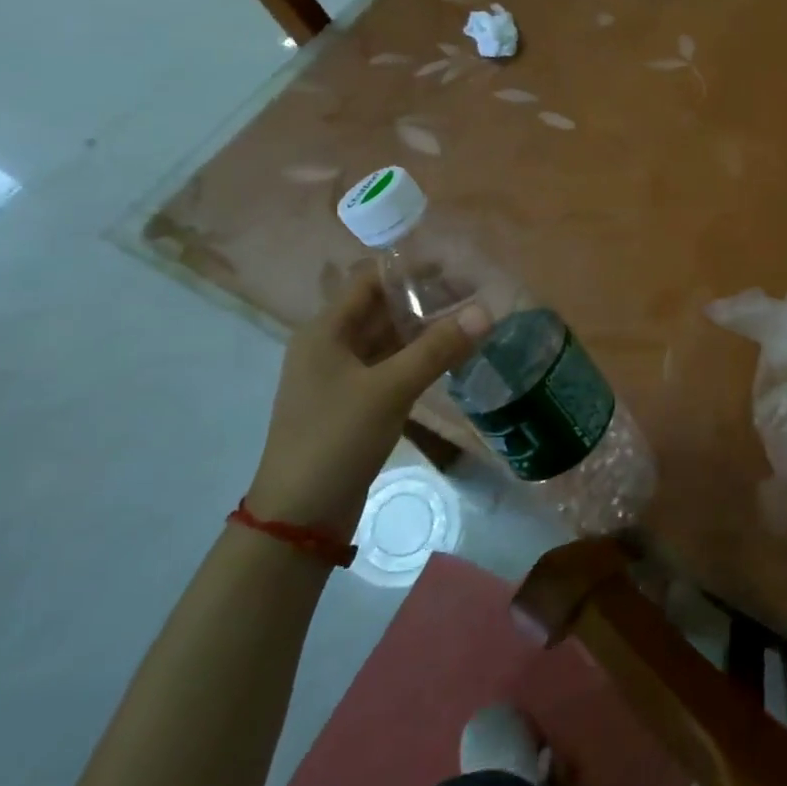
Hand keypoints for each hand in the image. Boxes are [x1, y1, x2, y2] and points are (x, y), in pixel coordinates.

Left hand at [247, 268, 489, 536]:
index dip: (410, 270)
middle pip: (381, 308)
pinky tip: (450, 358)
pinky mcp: (354, 403)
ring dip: (424, 329)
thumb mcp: (390, 389)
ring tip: (470, 322)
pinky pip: (390, 366)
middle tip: (474, 296)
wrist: (299, 517)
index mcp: (325, 331)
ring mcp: (341, 377)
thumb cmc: (336, 439)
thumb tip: (487, 311)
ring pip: (388, 338)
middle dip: (425, 299)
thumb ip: (438, 348)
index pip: (370, 280)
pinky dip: (418, 357)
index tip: (457, 267)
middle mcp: (330, 346)